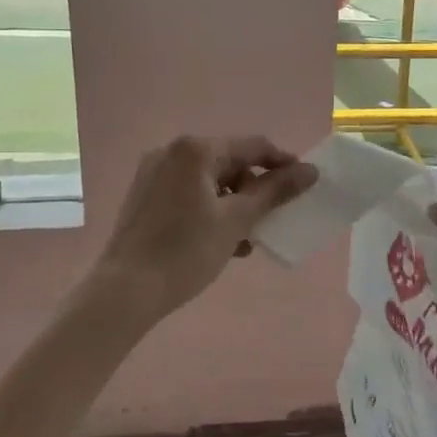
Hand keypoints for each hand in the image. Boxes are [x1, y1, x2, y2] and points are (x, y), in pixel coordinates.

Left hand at [92, 135, 316, 322]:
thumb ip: (275, 192)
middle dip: (254, 189)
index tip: (304, 185)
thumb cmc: (186, 252)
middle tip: (271, 219)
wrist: (125, 290)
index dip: (282, 164)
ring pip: (209, 181)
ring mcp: (153, 173)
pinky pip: (189, 193)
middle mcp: (172, 152)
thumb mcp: (237, 220)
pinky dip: (210, 210)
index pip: (252, 146)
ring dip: (233, 204)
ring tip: (247, 239)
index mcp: (195, 150)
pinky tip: (221, 241)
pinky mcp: (144, 196)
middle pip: (229, 162)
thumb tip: (310, 171)